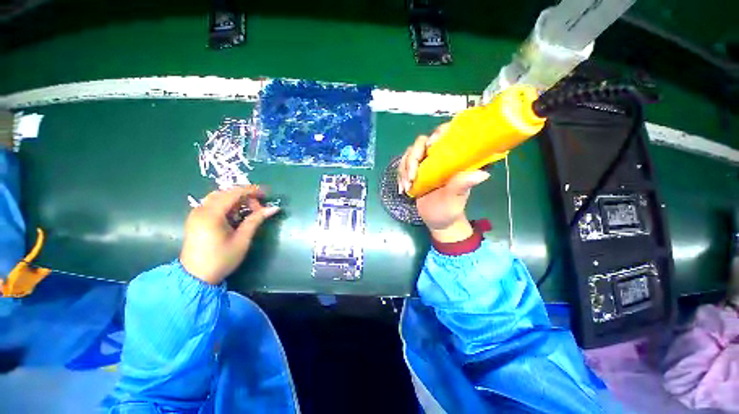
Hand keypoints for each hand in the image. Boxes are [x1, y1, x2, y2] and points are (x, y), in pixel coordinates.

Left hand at [180, 185, 279, 284]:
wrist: (196, 277)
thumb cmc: (221, 259)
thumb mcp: (242, 239)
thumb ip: (256, 220)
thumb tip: (274, 208)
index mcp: (211, 214)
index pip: (234, 193)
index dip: (252, 191)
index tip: (267, 194)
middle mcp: (201, 210)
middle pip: (226, 193)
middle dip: (245, 197)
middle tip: (259, 208)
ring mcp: (197, 214)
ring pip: (220, 198)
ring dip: (237, 201)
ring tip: (250, 212)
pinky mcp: (196, 219)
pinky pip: (214, 205)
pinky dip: (228, 206)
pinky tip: (237, 216)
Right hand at [397, 123, 489, 242]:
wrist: (438, 220)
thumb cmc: (450, 209)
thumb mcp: (456, 198)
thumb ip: (462, 184)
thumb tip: (483, 173)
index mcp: (452, 159)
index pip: (445, 135)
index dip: (437, 134)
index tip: (429, 146)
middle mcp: (438, 157)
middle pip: (421, 143)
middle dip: (412, 158)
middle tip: (411, 177)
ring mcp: (425, 164)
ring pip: (409, 155)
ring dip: (404, 169)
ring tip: (406, 187)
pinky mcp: (415, 172)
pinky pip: (403, 166)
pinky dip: (400, 176)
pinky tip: (403, 189)